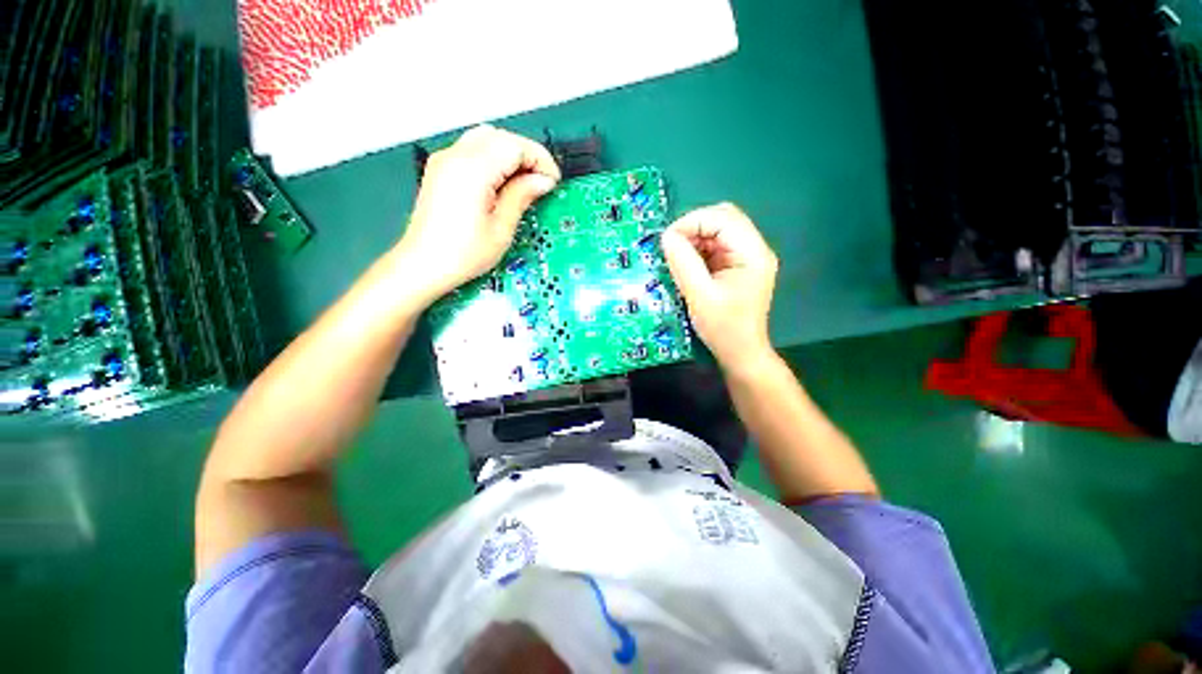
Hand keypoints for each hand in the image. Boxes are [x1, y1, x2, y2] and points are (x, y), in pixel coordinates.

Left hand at [397, 125, 560, 303]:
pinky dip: (493, 159)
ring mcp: (445, 161)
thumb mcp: (501, 229)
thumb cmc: (461, 254)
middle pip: (501, 137)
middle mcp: (456, 157)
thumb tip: (542, 181)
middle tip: (541, 181)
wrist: (423, 264)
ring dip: (510, 155)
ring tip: (523, 183)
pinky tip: (501, 183)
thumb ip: (522, 196)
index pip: (515, 146)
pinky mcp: (440, 169)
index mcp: (473, 170)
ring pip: (486, 139)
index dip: (540, 160)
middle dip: (527, 154)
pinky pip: (472, 150)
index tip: (552, 181)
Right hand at [661, 203, 778, 372]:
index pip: (723, 218)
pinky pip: (716, 246)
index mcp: (752, 253)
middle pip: (723, 218)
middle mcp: (754, 248)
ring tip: (677, 257)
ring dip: (695, 238)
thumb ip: (683, 263)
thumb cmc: (723, 328)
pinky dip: (698, 250)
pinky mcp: (737, 266)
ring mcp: (747, 257)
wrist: (740, 353)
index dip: (692, 222)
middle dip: (693, 227)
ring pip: (718, 231)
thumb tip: (667, 236)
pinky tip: (687, 264)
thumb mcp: (699, 295)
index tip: (667, 239)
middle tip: (672, 246)